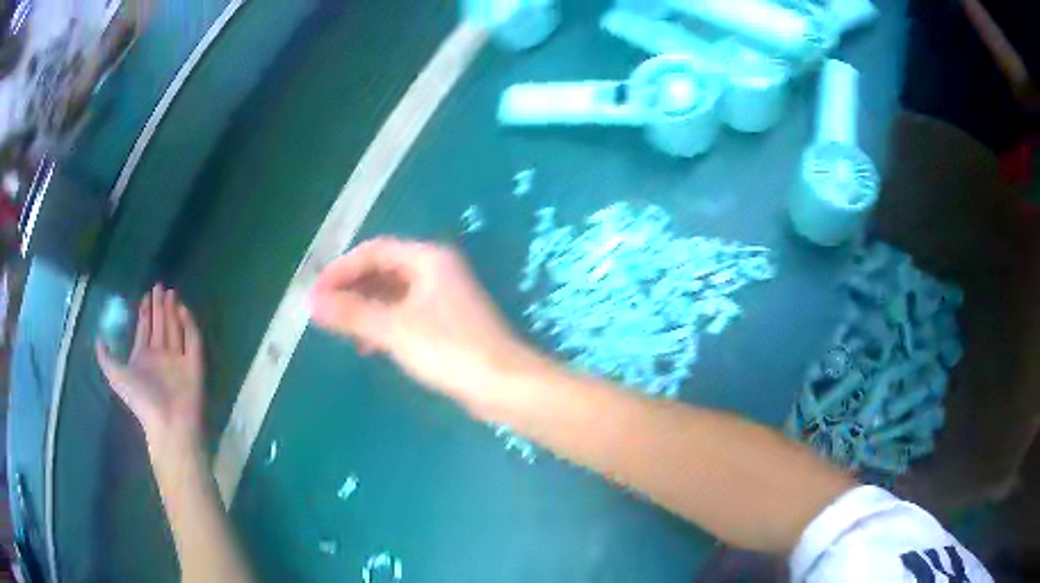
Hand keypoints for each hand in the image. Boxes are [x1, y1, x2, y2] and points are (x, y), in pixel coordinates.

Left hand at [96, 285, 204, 456]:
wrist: (168, 423)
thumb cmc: (141, 400)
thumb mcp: (115, 375)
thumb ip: (105, 357)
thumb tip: (98, 336)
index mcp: (144, 358)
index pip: (145, 330)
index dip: (144, 313)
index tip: (145, 295)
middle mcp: (161, 356)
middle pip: (160, 326)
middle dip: (159, 306)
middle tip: (159, 286)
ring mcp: (178, 360)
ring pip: (175, 328)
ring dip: (172, 310)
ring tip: (171, 292)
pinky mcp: (195, 364)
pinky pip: (193, 339)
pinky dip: (189, 324)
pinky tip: (182, 309)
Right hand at [310, 238, 530, 413]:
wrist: (504, 385)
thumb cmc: (449, 350)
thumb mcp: (394, 330)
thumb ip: (351, 313)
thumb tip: (311, 302)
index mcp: (428, 259)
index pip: (374, 251)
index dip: (341, 269)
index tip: (316, 293)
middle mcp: (437, 270)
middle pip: (383, 270)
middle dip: (352, 288)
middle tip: (323, 310)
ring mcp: (444, 296)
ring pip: (393, 293)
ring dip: (366, 308)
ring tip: (342, 329)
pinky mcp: (448, 322)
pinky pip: (405, 313)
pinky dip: (384, 323)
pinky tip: (370, 345)